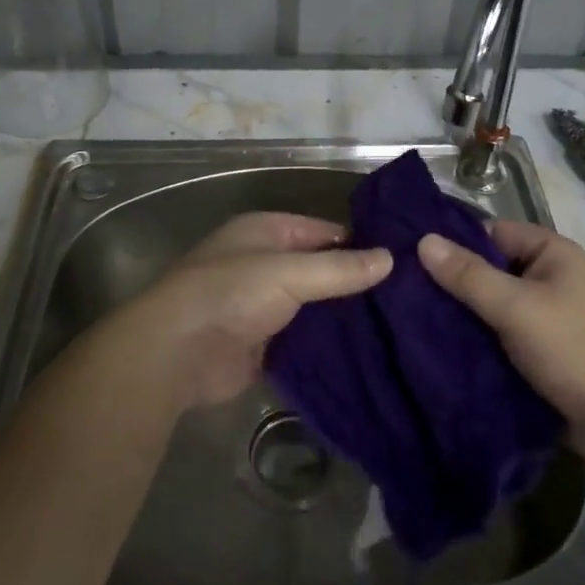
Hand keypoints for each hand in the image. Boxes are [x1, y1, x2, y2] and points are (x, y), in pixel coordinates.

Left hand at [126, 212, 391, 407]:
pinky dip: (328, 344)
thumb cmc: (230, 293)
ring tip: (397, 326)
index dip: (360, 243)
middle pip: (321, 269)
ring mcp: (263, 305)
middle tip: (408, 298)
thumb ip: (340, 268)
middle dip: (356, 283)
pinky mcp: (263, 344)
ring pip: (315, 306)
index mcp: (267, 232)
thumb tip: (390, 259)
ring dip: (344, 316)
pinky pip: (304, 339)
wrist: (176, 353)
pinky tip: (367, 353)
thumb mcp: (289, 273)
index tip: (402, 260)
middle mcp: (265, 263)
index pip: (325, 231)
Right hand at [418, 220, 584, 452]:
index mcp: (553, 252)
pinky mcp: (543, 346)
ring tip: (417, 318)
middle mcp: (551, 275)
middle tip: (409, 292)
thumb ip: (469, 276)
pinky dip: (480, 336)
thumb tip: (424, 240)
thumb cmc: (571, 349)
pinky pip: (502, 330)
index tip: (415, 259)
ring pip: (494, 302)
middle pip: (492, 268)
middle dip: (457, 282)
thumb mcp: (515, 307)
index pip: (493, 232)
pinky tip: (445, 345)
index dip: (457, 243)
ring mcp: (548, 313)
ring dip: (466, 313)